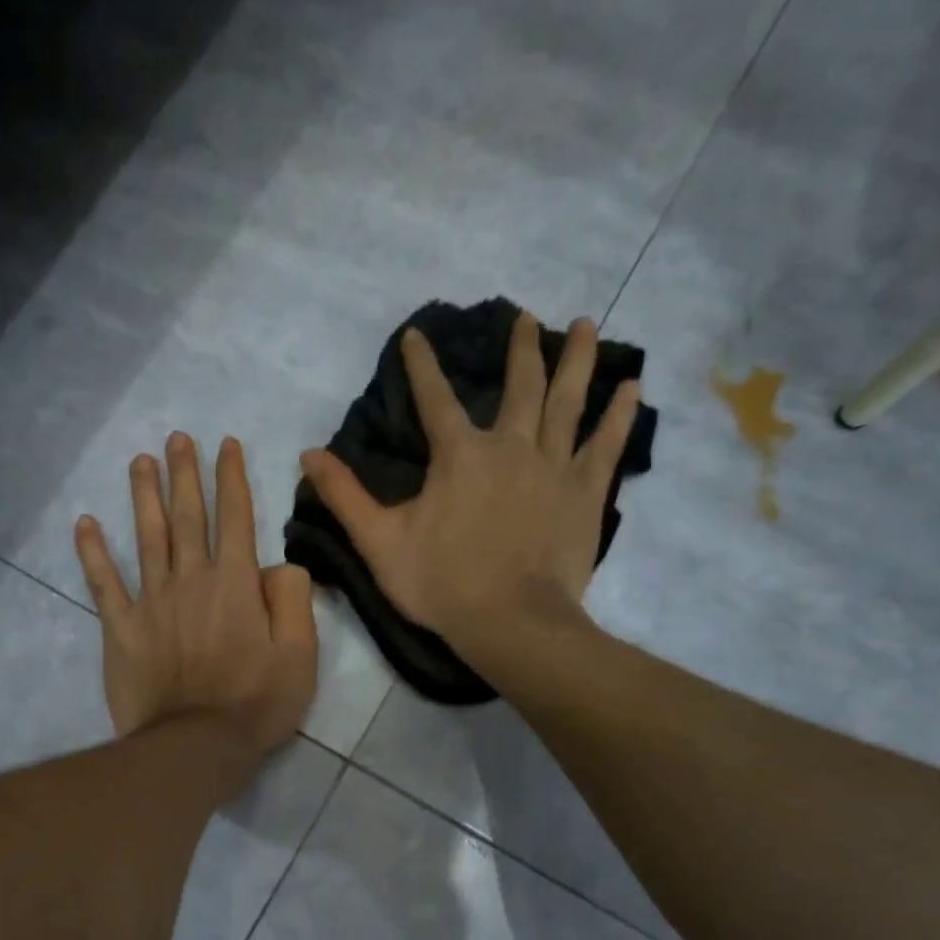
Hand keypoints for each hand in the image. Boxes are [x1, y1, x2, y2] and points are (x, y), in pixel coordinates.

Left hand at [75, 433, 318, 766]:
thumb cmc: (255, 703)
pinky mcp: (120, 628)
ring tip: (140, 461)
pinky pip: (103, 583)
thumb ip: (293, 600)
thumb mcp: (300, 655)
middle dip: (184, 474)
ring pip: (146, 537)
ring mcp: (151, 601)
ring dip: (143, 496)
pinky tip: (84, 524)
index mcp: (236, 584)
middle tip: (176, 437)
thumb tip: (278, 565)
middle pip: (186, 517)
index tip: (224, 444)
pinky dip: (93, 553)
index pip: (235, 518)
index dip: (230, 478)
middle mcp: (191, 580)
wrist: (194, 745)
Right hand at [298, 311, 640, 652]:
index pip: (434, 398)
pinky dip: (619, 414)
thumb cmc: (441, 583)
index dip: (421, 365)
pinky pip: (605, 444)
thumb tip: (308, 454)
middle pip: (518, 386)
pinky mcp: (585, 492)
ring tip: (584, 326)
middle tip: (526, 317)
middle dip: (519, 349)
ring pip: (567, 401)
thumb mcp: (379, 542)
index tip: (416, 334)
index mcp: (459, 456)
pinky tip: (631, 388)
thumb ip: (345, 496)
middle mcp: (510, 446)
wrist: (510, 622)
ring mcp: (553, 466)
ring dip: (575, 360)